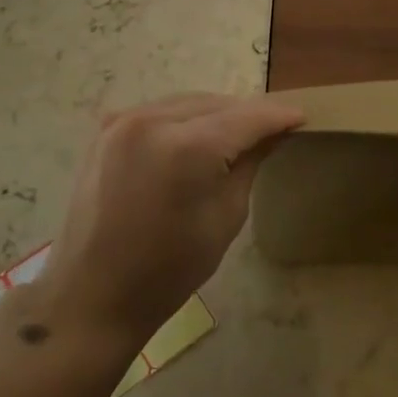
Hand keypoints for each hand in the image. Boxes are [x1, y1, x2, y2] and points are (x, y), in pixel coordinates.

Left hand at [38, 93, 304, 345]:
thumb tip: (272, 133)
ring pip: (187, 103)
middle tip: (275, 127)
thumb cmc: (170, 268)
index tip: (302, 116)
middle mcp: (153, 120)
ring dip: (216, 113)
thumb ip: (249, 163)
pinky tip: (199, 135)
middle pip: (216, 103)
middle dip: (247, 113)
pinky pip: (159, 112)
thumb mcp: (226, 216)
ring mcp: (123, 121)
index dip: (278, 115)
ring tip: (240, 131)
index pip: (246, 117)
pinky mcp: (106, 130)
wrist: (95, 293)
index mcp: (188, 146)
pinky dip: (184, 119)